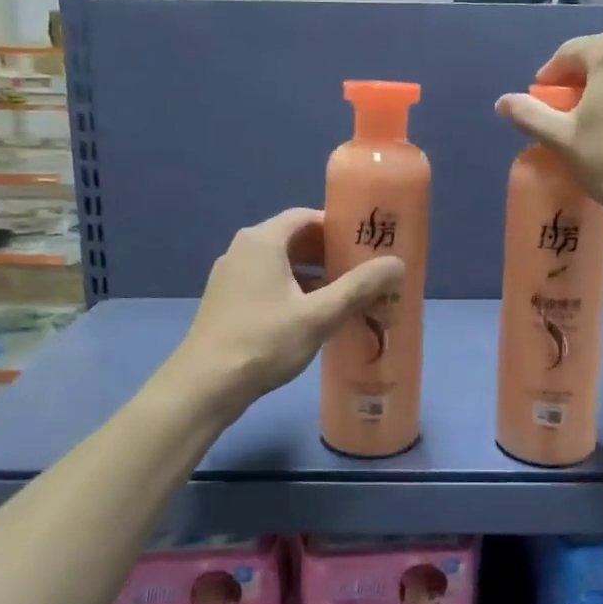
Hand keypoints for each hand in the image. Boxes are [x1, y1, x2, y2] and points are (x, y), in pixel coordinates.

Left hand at [174, 207, 404, 411]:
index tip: (365, 244)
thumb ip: (359, 287)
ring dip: (312, 275)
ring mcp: (231, 275)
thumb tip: (397, 263)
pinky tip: (312, 316)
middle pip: (294, 239)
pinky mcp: (227, 300)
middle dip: (329, 253)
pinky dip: (292, 290)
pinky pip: (267, 283)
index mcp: (262, 240)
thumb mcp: (319, 315)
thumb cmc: (264, 342)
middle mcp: (243, 249)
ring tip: (344, 295)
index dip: (338, 227)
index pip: (306, 217)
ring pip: (280, 264)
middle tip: (362, 270)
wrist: (205, 386)